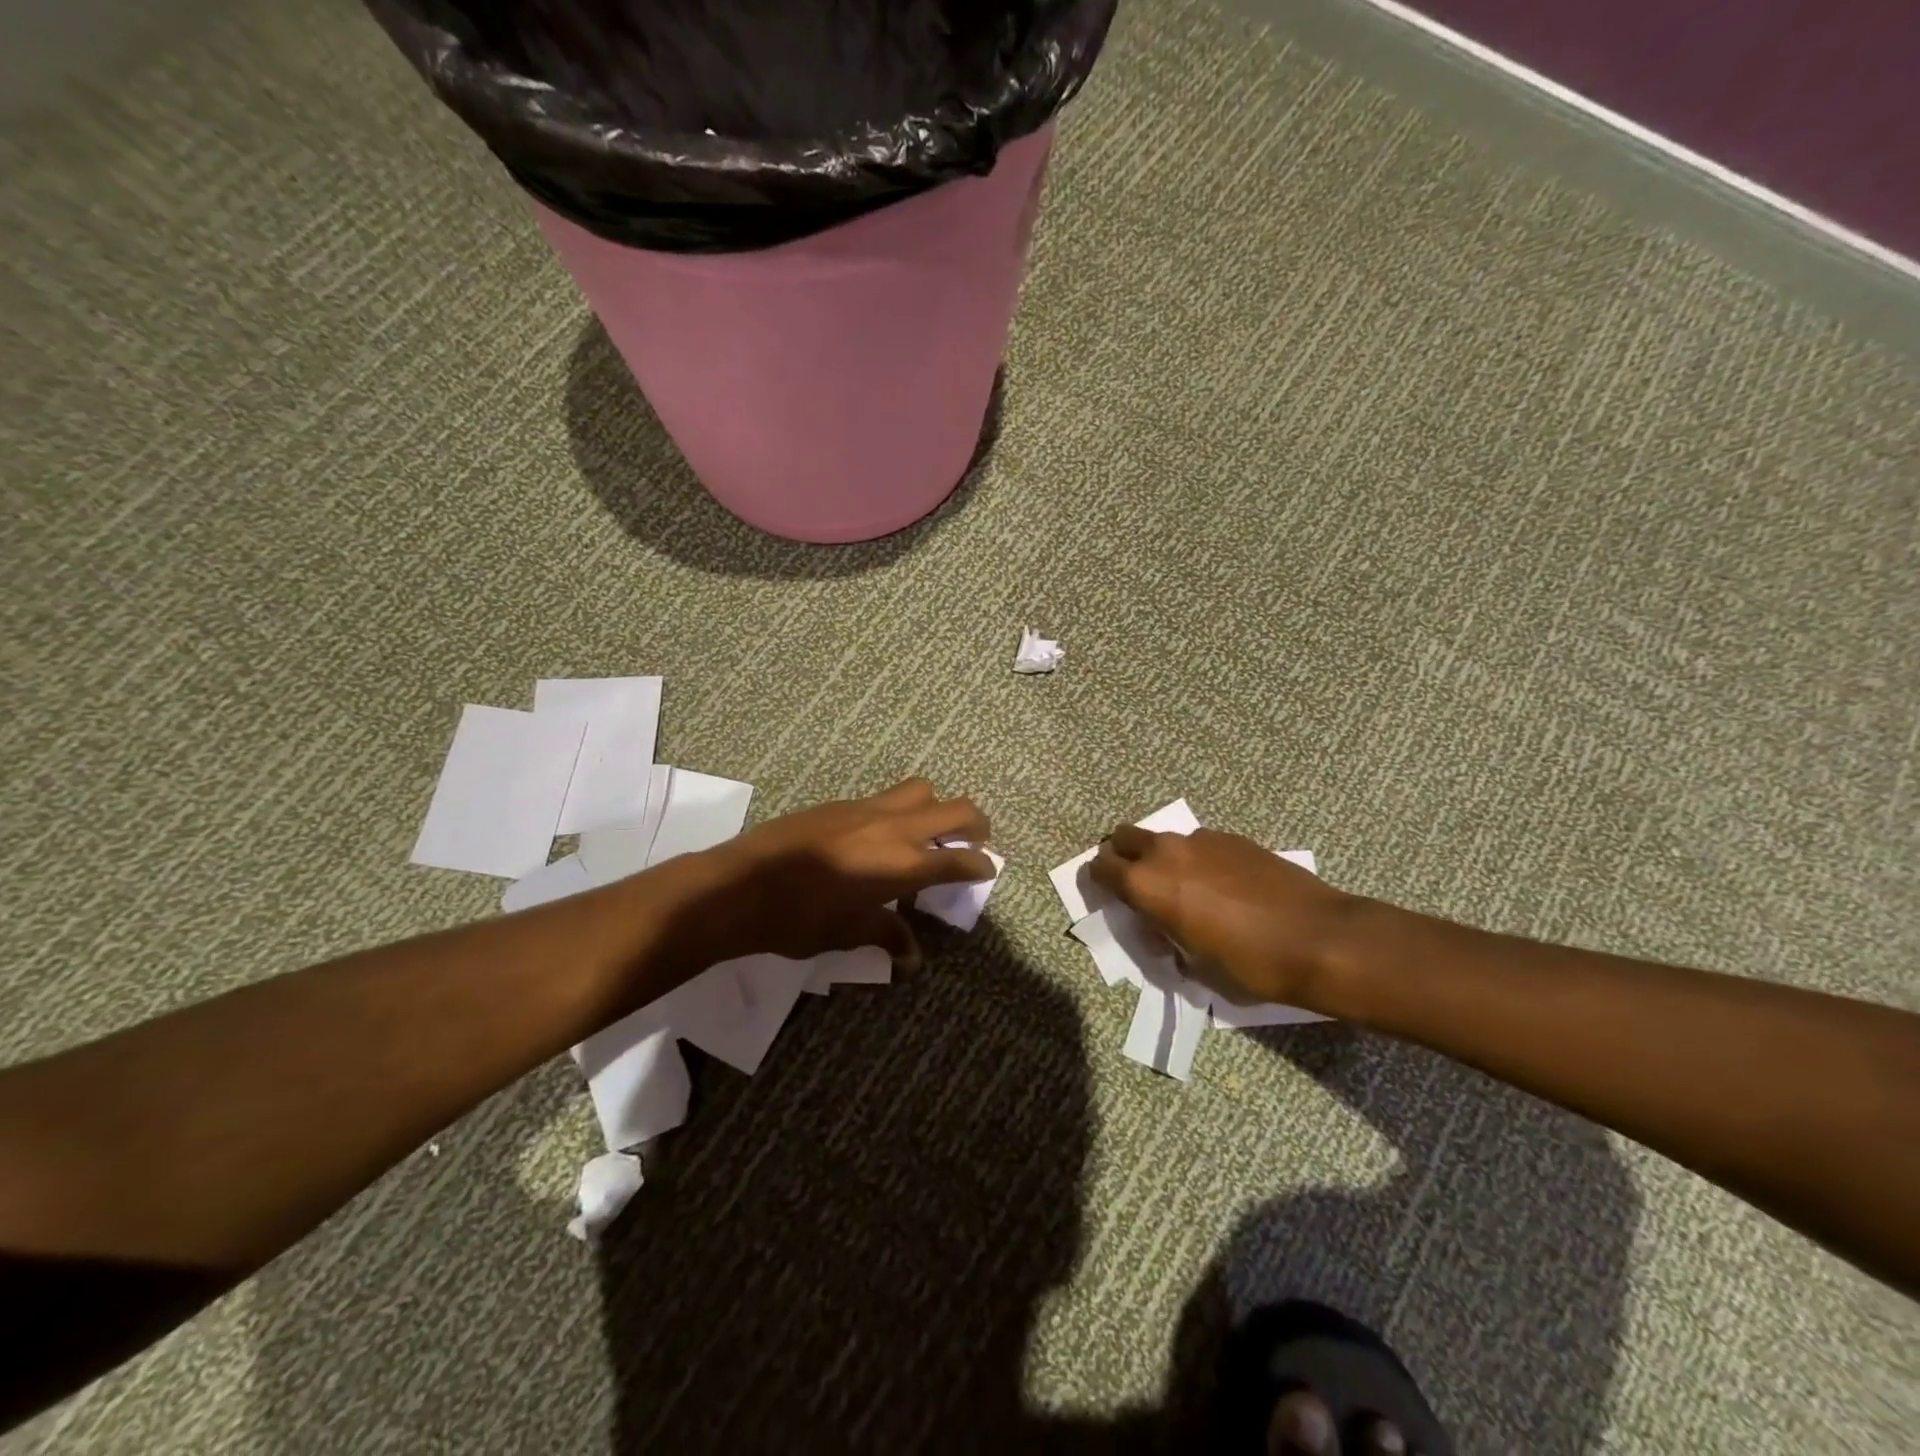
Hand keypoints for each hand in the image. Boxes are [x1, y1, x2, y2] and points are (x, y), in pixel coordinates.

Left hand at [688, 778, 994, 967]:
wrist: (742, 885)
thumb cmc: (799, 919)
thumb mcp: (848, 934)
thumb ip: (886, 936)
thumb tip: (912, 958)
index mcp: (902, 865)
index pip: (959, 858)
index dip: (980, 864)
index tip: (987, 869)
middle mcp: (894, 828)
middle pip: (955, 808)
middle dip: (975, 823)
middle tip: (976, 841)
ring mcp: (866, 808)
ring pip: (921, 790)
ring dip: (936, 807)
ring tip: (929, 832)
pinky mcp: (841, 803)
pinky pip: (885, 797)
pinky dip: (899, 810)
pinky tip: (880, 836)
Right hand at [1089, 826, 1360, 1008]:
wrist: (1319, 939)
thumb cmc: (1249, 964)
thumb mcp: (1195, 967)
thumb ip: (1166, 941)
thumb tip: (1163, 930)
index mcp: (1146, 885)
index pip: (1100, 867)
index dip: (1099, 881)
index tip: (1110, 898)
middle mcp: (1166, 852)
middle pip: (1124, 838)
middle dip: (1123, 857)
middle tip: (1139, 887)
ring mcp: (1202, 840)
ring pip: (1165, 840)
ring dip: (1163, 859)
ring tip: (1188, 892)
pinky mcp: (1234, 839)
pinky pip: (1200, 844)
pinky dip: (1198, 860)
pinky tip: (1223, 888)